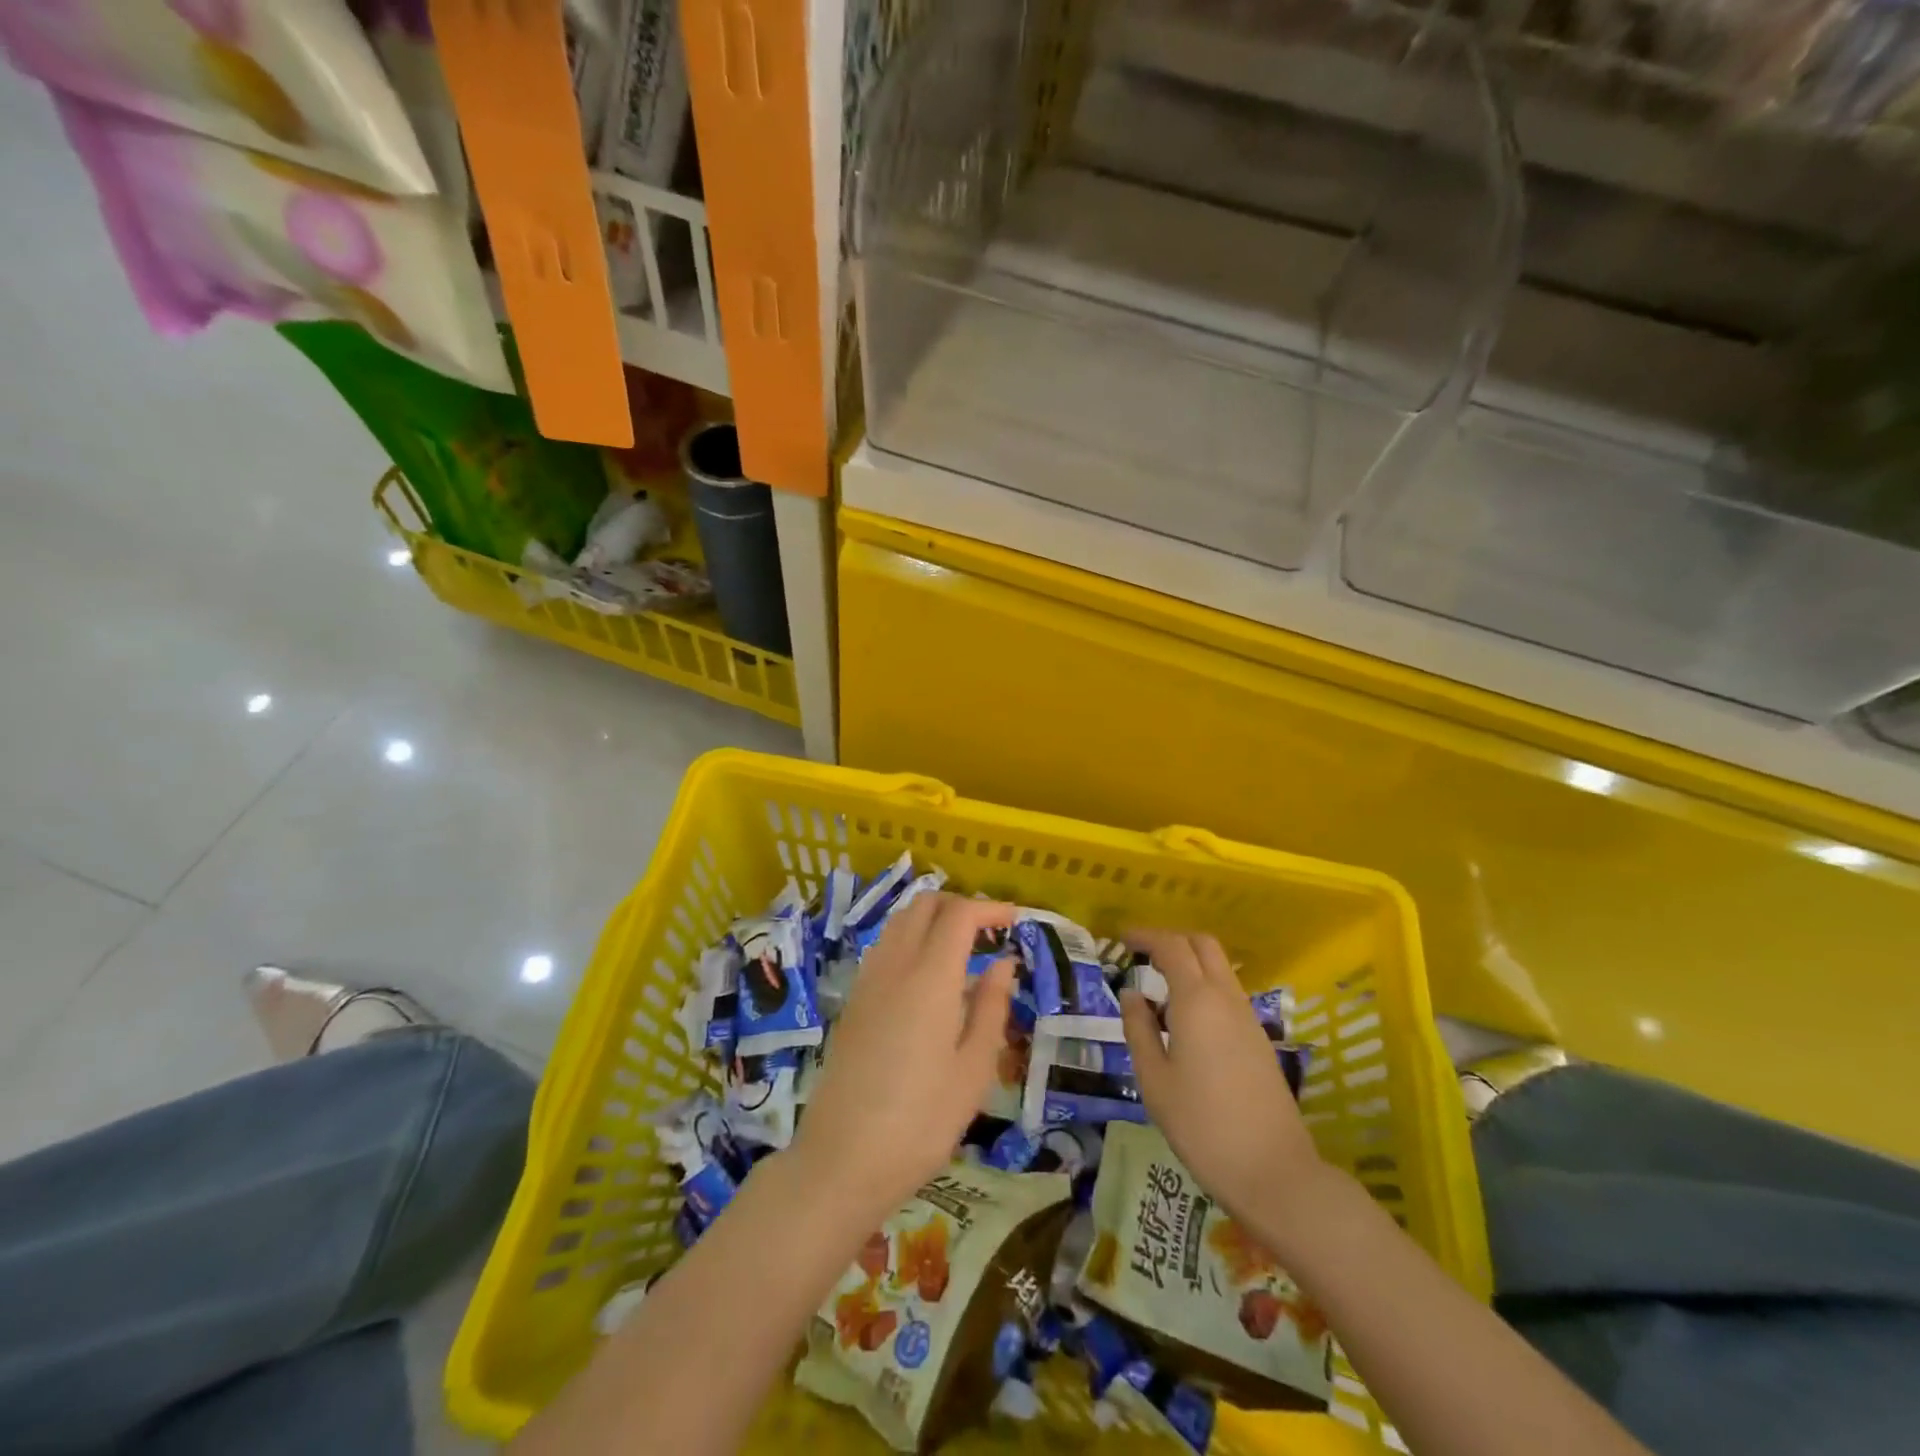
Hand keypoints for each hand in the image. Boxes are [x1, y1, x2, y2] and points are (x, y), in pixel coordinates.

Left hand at [791, 892, 1015, 1219]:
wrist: (841, 1161)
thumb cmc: (921, 1122)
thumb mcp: (973, 1070)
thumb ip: (991, 1007)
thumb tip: (1003, 963)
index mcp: (929, 977)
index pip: (959, 914)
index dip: (989, 908)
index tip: (1015, 920)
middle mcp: (894, 965)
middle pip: (924, 905)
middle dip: (959, 905)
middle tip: (989, 931)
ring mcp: (867, 981)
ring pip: (900, 922)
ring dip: (932, 920)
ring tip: (962, 950)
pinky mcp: (853, 1001)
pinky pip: (885, 948)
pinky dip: (910, 940)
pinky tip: (927, 978)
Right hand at [1120, 929, 1323, 1222]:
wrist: (1273, 1171)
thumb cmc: (1202, 1125)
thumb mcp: (1154, 1080)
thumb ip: (1139, 1030)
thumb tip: (1131, 995)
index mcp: (1197, 1001)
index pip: (1171, 947)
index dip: (1146, 936)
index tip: (1122, 938)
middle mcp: (1226, 998)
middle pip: (1202, 945)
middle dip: (1172, 940)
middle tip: (1142, 954)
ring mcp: (1248, 1018)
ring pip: (1219, 968)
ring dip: (1190, 963)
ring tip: (1159, 987)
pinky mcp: (1259, 1039)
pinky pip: (1228, 993)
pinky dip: (1204, 986)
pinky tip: (1185, 1019)